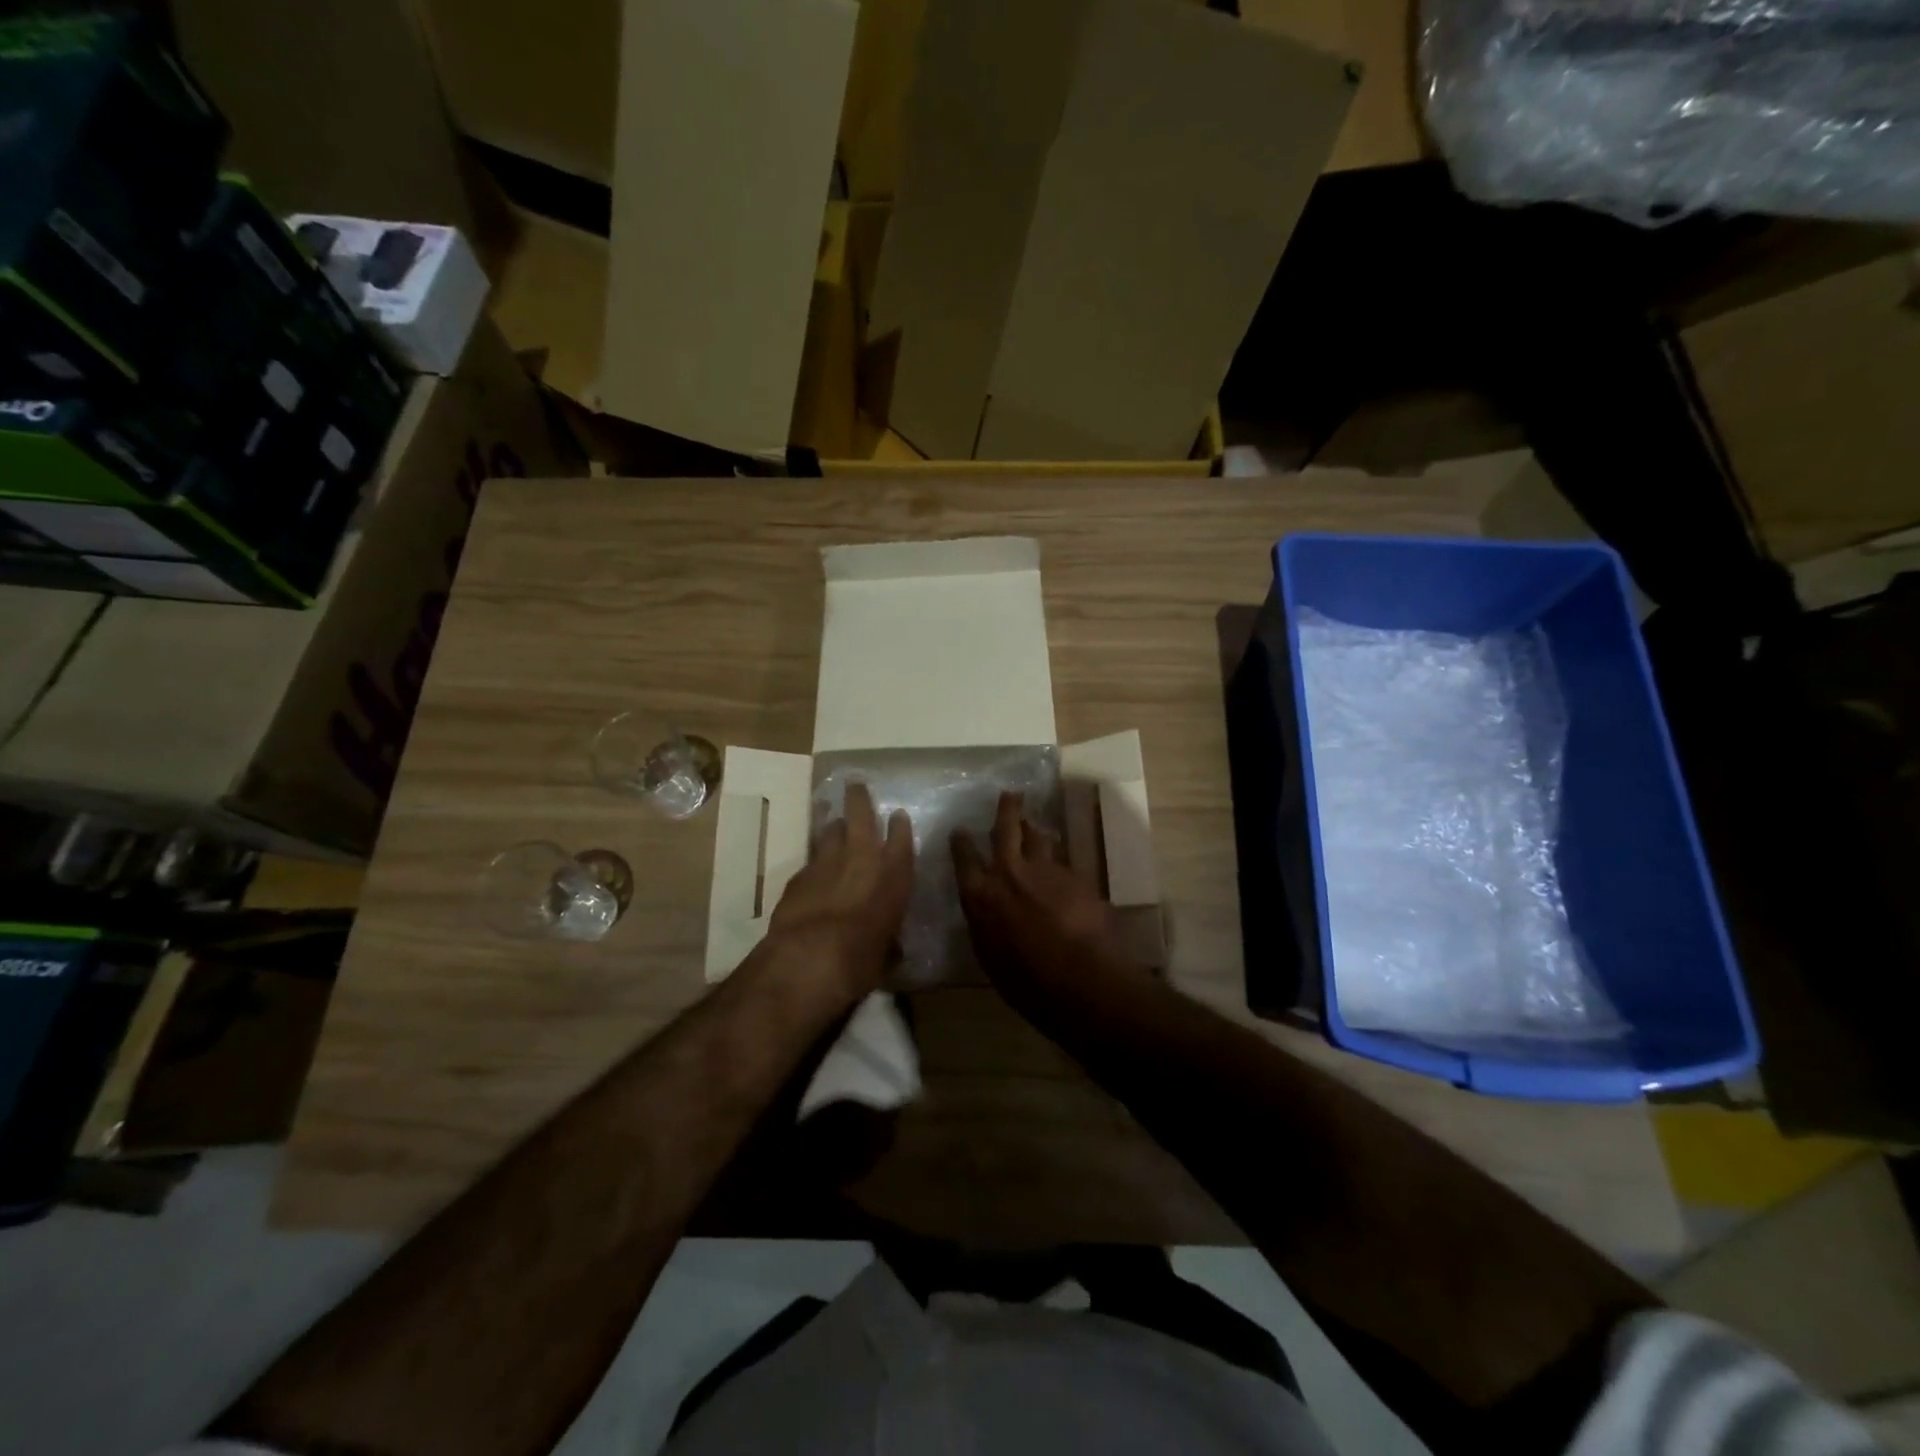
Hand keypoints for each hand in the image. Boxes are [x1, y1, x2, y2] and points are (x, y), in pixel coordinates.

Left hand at [769, 782, 913, 999]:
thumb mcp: (886, 956)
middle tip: (855, 785)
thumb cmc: (862, 958)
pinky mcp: (798, 875)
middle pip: (861, 815)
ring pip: (829, 830)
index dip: (900, 826)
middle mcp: (862, 858)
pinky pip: (810, 859)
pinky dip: (814, 859)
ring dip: (831, 824)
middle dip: (859, 799)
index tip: (898, 815)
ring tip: (830, 816)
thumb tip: (890, 947)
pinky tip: (812, 866)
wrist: (810, 956)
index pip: (901, 839)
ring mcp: (826, 862)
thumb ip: (890, 944)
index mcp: (894, 875)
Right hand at [952, 791, 1139, 1002]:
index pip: (964, 858)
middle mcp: (1009, 873)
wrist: (1079, 978)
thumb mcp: (990, 957)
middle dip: (1007, 809)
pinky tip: (1064, 872)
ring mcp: (1045, 870)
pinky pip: (1063, 862)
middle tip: (1010, 795)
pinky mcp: (1074, 876)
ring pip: (1039, 837)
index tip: (959, 830)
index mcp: (980, 895)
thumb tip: (987, 913)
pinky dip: (1059, 863)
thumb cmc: (1025, 982)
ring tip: (1037, 827)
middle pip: (1006, 828)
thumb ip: (986, 925)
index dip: (961, 842)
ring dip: (1036, 831)